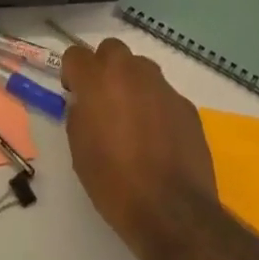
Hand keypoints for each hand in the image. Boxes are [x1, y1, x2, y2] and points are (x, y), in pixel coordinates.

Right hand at [63, 38, 218, 259]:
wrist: (172, 210)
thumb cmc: (114, 182)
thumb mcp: (80, 149)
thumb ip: (80, 114)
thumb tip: (87, 104)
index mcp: (98, 80)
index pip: (75, 54)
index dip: (72, 72)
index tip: (74, 93)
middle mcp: (131, 73)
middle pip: (112, 50)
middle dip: (104, 67)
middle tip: (102, 99)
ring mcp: (163, 87)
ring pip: (141, 68)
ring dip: (131, 83)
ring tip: (132, 118)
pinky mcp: (186, 105)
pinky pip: (164, 94)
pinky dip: (156, 106)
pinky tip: (158, 137)